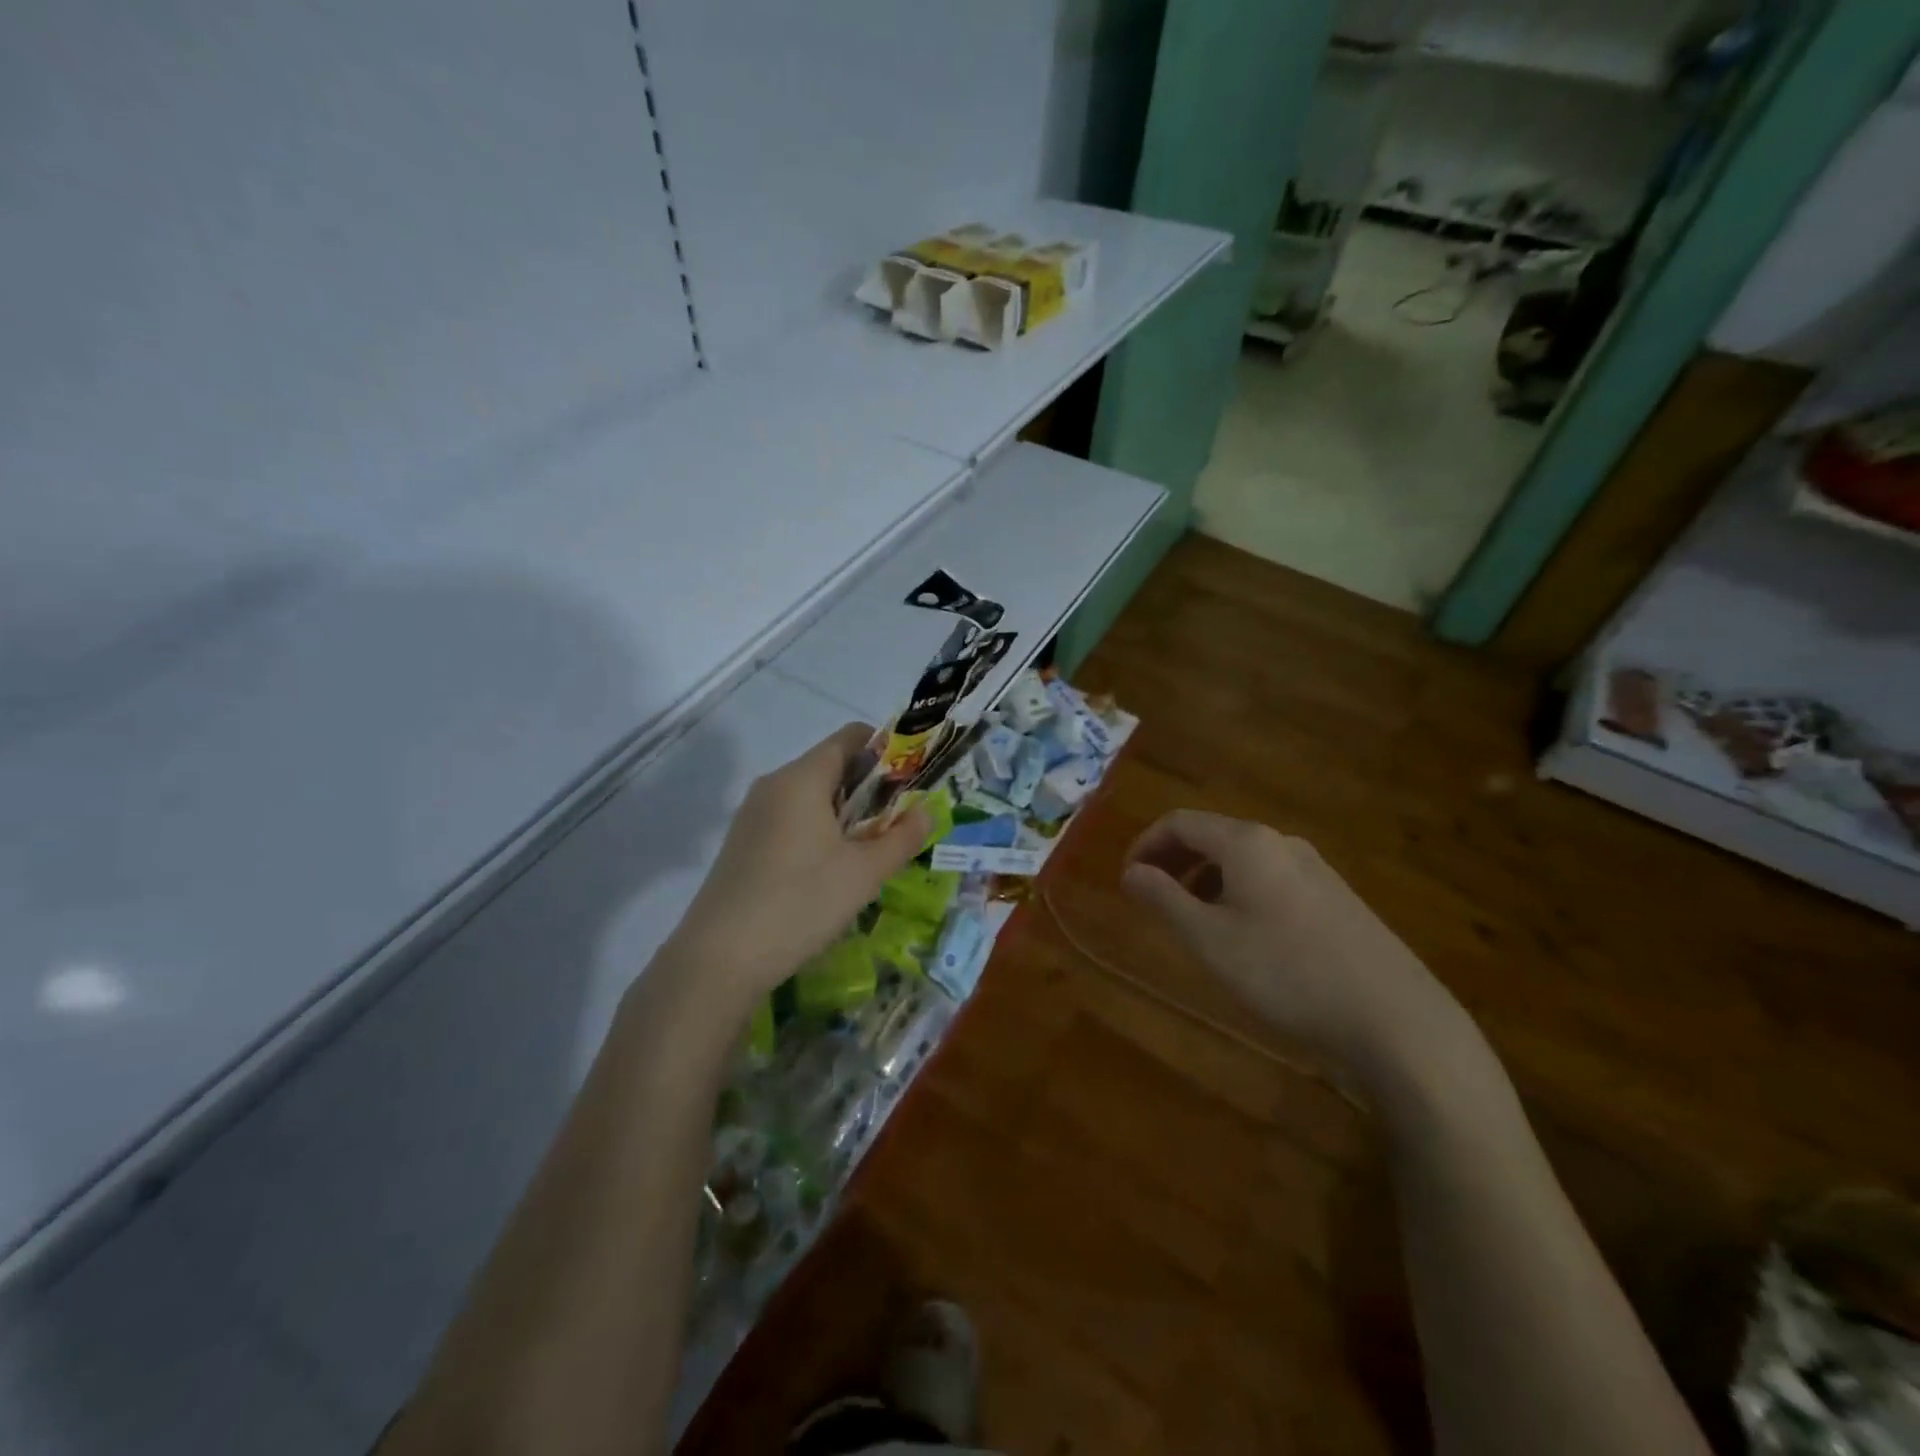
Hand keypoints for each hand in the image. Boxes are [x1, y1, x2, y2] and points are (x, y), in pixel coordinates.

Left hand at [665, 724, 929, 1005]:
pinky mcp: (742, 843)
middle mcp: (773, 784)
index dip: (887, 750)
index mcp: (802, 778)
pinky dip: (818, 831)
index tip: (910, 783)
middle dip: (870, 789)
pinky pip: (790, 820)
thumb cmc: (801, 902)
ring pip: (810, 796)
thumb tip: (926, 812)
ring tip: (869, 852)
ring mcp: (752, 814)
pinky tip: (829, 872)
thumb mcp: (865, 873)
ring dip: (845, 814)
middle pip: (831, 766)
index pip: (850, 737)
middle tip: (897, 825)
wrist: (719, 958)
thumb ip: (902, 837)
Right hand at [1122, 810, 1475, 1091]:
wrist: (1395, 1021)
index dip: (1144, 845)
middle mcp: (1283, 844)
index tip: (1125, 881)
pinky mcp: (1337, 900)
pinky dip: (1238, 895)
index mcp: (1248, 842)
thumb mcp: (1209, 940)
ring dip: (1205, 880)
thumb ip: (1163, 899)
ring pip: (1243, 861)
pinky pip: (1271, 881)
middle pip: (1212, 836)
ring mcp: (1316, 871)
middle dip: (1173, 862)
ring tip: (1192, 922)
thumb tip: (1131, 871)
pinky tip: (1244, 939)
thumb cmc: (1287, 974)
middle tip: (1150, 898)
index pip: (1179, 822)